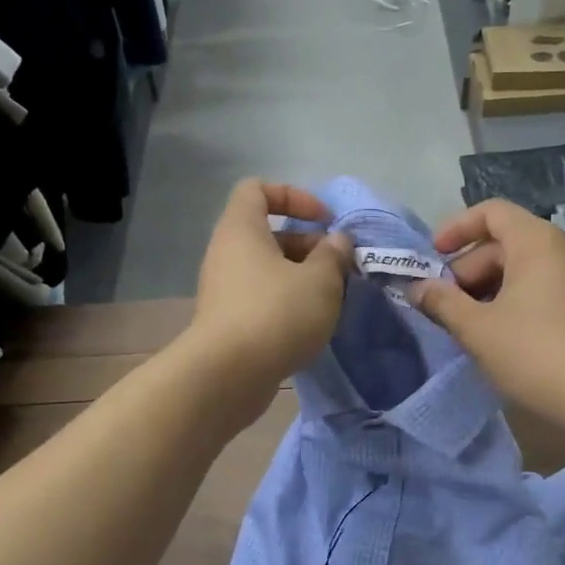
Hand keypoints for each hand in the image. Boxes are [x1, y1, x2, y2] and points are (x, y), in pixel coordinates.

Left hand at [186, 180, 354, 409]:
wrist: (227, 376)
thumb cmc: (276, 314)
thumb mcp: (320, 280)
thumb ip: (333, 255)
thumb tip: (336, 242)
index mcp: (242, 230)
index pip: (257, 189)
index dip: (293, 196)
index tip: (323, 221)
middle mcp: (227, 253)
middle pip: (269, 233)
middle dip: (308, 244)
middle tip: (339, 268)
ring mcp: (225, 289)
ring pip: (268, 269)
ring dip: (303, 277)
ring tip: (332, 298)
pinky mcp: (228, 321)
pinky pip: (262, 297)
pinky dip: (288, 302)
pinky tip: (311, 324)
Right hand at [409, 198, 564, 425]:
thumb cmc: (533, 353)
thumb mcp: (476, 328)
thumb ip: (442, 302)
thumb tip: (417, 288)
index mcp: (536, 242)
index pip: (491, 212)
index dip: (456, 228)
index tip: (432, 258)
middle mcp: (562, 250)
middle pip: (504, 243)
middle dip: (467, 269)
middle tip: (443, 305)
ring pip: (522, 269)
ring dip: (487, 289)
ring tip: (465, 324)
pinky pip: (541, 289)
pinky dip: (513, 301)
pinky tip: (497, 336)